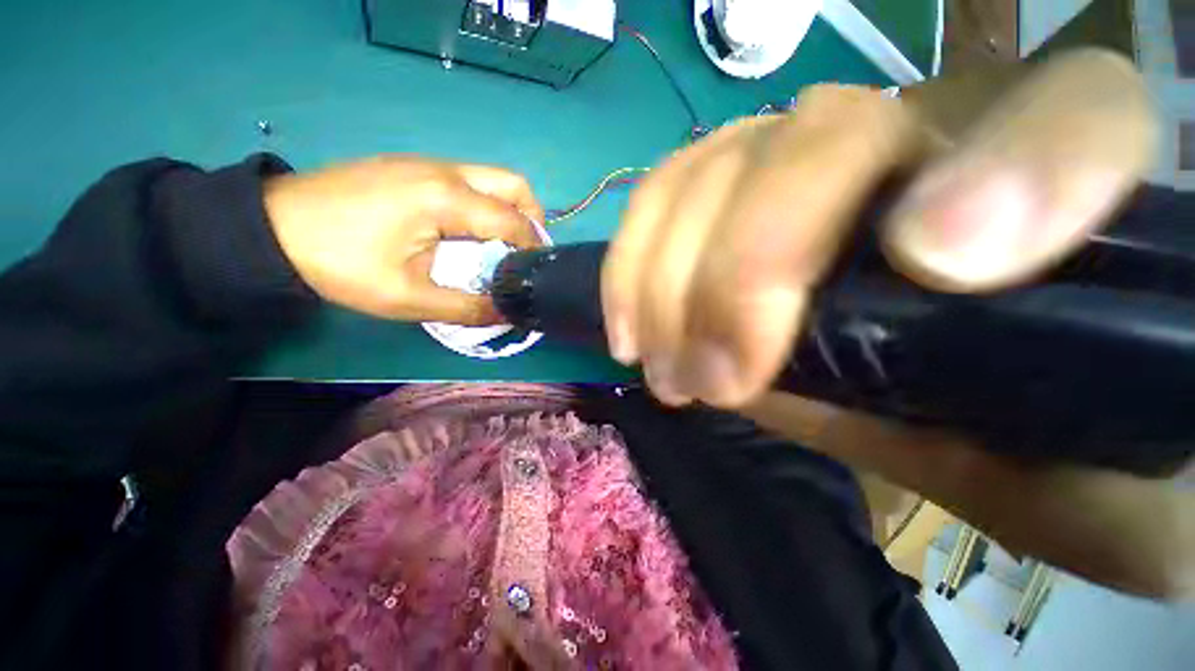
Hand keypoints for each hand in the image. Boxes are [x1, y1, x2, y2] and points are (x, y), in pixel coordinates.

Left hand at [265, 156, 542, 324]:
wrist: (272, 229)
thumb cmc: (341, 264)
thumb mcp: (408, 299)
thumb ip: (467, 307)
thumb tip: (508, 312)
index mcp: (446, 199)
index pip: (513, 220)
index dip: (533, 248)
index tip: (538, 272)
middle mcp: (445, 171)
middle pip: (514, 185)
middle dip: (533, 219)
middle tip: (527, 253)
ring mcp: (427, 164)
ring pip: (493, 179)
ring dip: (510, 211)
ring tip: (503, 246)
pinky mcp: (413, 167)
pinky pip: (469, 181)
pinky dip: (486, 205)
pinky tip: (469, 232)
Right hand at [604, 50, 1193, 596]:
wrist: (991, 423)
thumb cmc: (1050, 463)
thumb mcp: (1062, 477)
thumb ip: (994, 427)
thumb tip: (821, 378)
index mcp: (1066, 208)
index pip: (1069, 117)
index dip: (1017, 169)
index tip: (934, 266)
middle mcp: (924, 149)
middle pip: (818, 139)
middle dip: (740, 271)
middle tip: (706, 381)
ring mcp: (806, 169)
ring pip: (714, 168)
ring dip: (665, 278)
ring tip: (659, 367)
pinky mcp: (731, 204)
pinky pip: (665, 198)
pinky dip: (632, 261)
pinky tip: (627, 328)